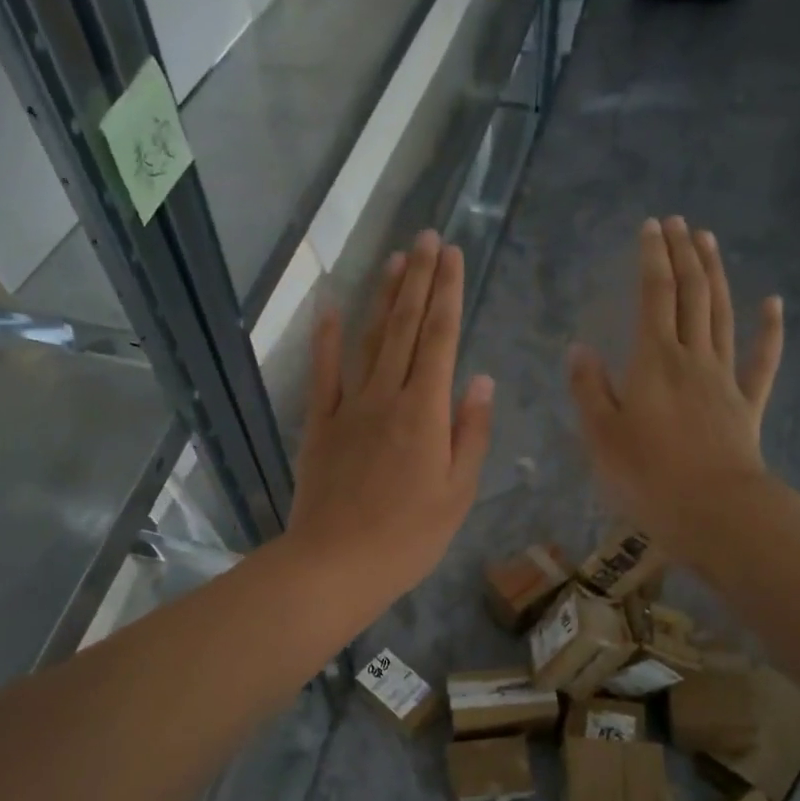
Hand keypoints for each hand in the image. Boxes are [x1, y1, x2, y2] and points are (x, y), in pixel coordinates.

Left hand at [284, 231, 493, 614]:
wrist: (336, 564)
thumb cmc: (408, 537)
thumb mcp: (458, 492)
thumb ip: (470, 432)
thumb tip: (480, 380)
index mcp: (426, 412)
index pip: (441, 339)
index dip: (448, 293)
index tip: (453, 255)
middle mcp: (386, 396)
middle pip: (405, 327)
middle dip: (420, 280)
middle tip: (428, 237)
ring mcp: (348, 407)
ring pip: (368, 340)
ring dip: (382, 298)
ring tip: (396, 260)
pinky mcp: (318, 425)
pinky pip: (322, 374)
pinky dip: (324, 339)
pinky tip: (328, 308)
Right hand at [567, 217, 783, 565]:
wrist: (714, 510)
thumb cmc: (648, 475)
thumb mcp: (601, 435)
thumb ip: (589, 389)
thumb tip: (579, 349)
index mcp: (654, 361)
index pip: (654, 296)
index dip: (652, 258)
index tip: (651, 226)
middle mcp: (692, 357)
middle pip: (691, 295)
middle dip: (683, 254)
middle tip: (679, 222)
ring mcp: (724, 378)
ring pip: (722, 315)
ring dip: (716, 275)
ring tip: (709, 242)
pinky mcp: (747, 404)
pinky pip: (761, 360)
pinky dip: (769, 330)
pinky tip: (773, 303)